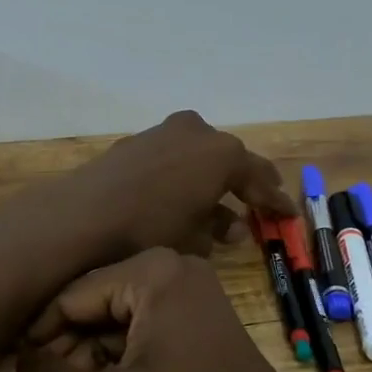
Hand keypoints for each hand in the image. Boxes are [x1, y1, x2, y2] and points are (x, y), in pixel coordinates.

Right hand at [0, 247, 322, 371]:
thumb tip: (1, 369)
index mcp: (151, 271)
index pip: (69, 298)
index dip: (32, 341)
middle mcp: (168, 268)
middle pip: (90, 310)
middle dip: (58, 360)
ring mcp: (185, 293)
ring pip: (111, 326)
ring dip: (81, 367)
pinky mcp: (193, 320)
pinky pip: (137, 334)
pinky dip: (112, 367)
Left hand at [49, 110, 293, 261]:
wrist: (82, 215)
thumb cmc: (148, 229)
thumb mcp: (193, 238)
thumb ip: (218, 229)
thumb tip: (231, 228)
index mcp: (221, 153)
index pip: (259, 178)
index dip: (275, 201)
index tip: (289, 216)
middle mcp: (195, 133)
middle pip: (229, 161)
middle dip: (244, 186)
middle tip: (260, 206)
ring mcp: (162, 133)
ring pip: (198, 158)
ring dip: (211, 184)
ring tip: (220, 217)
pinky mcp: (135, 142)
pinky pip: (172, 159)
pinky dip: (183, 178)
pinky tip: (181, 201)